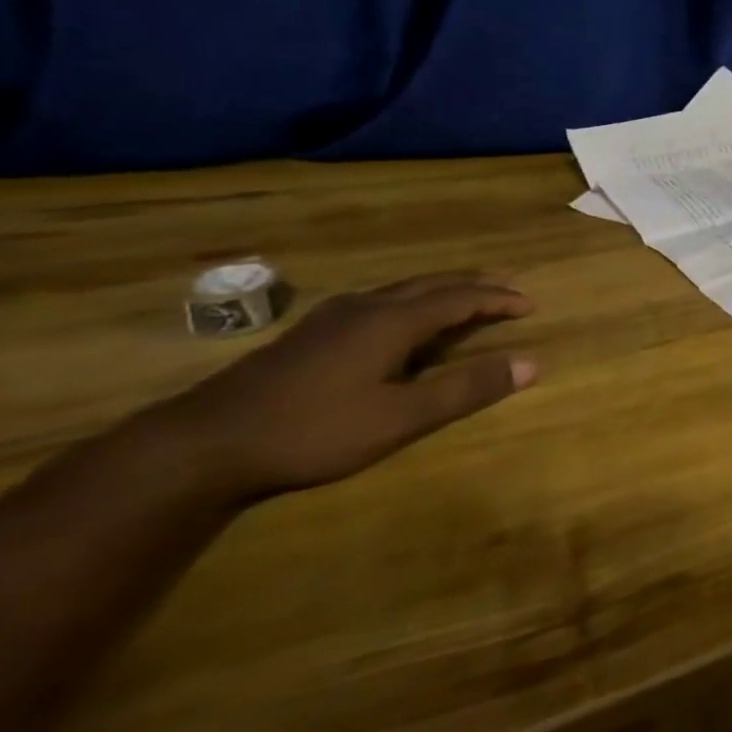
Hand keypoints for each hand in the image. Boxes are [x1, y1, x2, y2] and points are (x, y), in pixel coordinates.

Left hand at [147, 272, 537, 503]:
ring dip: (440, 292)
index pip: (460, 298)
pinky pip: (377, 304)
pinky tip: (398, 324)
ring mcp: (331, 319)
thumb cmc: (312, 431)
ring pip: (400, 291)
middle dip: (474, 284)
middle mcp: (365, 308)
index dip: (498, 298)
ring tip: (463, 299)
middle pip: (431, 284)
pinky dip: (410, 304)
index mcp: (392, 321)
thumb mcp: (400, 419)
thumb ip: (466, 390)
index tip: (530, 304)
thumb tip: (532, 364)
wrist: (200, 446)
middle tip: (507, 286)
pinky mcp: (308, 336)